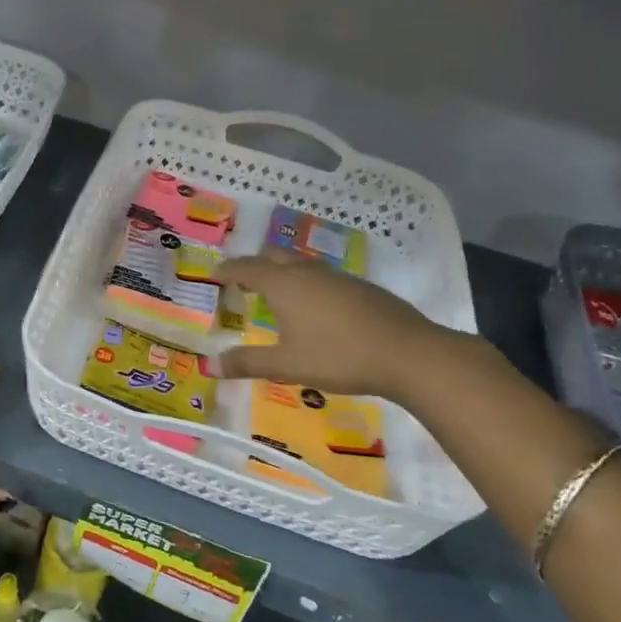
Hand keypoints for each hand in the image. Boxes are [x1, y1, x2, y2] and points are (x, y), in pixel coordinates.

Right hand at [214, 249, 453, 399]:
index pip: (245, 268)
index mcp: (283, 284)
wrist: (408, 353)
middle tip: (242, 281)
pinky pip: (323, 277)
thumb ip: (248, 362)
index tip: (214, 274)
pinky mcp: (361, 287)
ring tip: (276, 294)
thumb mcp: (287, 364)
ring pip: (300, 264)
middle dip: (254, 264)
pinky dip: (308, 284)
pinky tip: (316, 309)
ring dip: (283, 272)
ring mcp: (337, 277)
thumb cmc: (338, 356)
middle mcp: (306, 272)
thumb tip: (212, 365)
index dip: (227, 270)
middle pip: (273, 256)